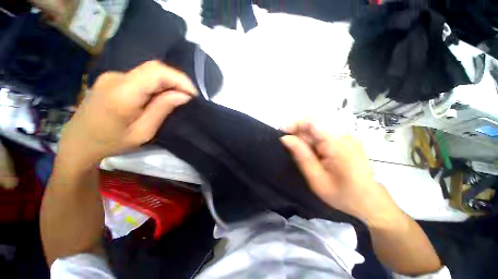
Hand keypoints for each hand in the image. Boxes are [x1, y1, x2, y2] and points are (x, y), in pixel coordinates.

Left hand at [58, 61, 196, 168]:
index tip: (193, 94)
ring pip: (149, 71)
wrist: (79, 141)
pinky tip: (162, 95)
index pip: (157, 72)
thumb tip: (184, 96)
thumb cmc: (111, 142)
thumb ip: (162, 109)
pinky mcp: (113, 78)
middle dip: (177, 80)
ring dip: (168, 82)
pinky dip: (158, 84)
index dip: (180, 79)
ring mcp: (113, 76)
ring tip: (178, 97)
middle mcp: (116, 78)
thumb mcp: (143, 132)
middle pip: (154, 69)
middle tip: (189, 97)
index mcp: (123, 94)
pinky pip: (142, 76)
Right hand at [280, 122, 402, 226]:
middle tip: (288, 146)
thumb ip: (301, 156)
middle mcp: (343, 135)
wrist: (370, 202)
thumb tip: (285, 138)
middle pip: (314, 124)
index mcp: (336, 144)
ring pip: (318, 129)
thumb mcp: (317, 178)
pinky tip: (313, 153)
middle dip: (298, 132)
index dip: (294, 124)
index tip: (282, 132)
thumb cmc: (343, 194)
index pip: (312, 121)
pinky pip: (324, 134)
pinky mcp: (347, 139)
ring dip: (305, 137)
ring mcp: (347, 136)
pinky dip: (313, 141)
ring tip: (301, 153)